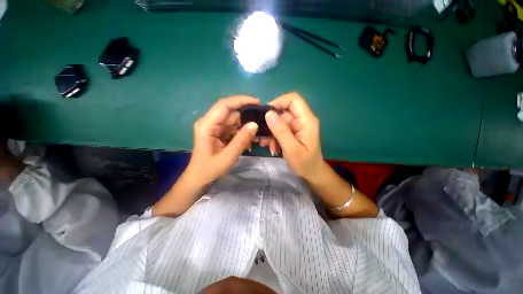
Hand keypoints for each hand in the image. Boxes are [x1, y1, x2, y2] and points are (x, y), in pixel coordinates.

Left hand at [186, 96, 259, 184]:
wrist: (199, 180)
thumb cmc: (210, 170)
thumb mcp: (228, 157)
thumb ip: (241, 140)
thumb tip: (255, 124)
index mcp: (207, 125)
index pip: (224, 105)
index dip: (241, 100)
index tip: (257, 102)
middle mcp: (210, 122)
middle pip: (231, 112)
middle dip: (247, 116)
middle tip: (263, 121)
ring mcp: (214, 127)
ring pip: (234, 120)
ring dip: (246, 126)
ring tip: (259, 134)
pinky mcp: (219, 133)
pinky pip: (233, 128)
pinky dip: (242, 132)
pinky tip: (251, 140)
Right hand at [264, 92, 323, 180]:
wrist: (312, 173)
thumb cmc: (305, 163)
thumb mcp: (291, 149)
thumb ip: (281, 131)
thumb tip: (268, 113)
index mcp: (307, 120)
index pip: (293, 99)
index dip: (279, 102)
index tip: (267, 114)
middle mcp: (302, 120)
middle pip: (284, 110)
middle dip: (271, 121)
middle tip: (262, 134)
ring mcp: (297, 126)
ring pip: (279, 120)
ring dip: (271, 131)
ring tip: (266, 143)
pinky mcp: (293, 132)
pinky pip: (280, 128)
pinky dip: (273, 135)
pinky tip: (271, 146)